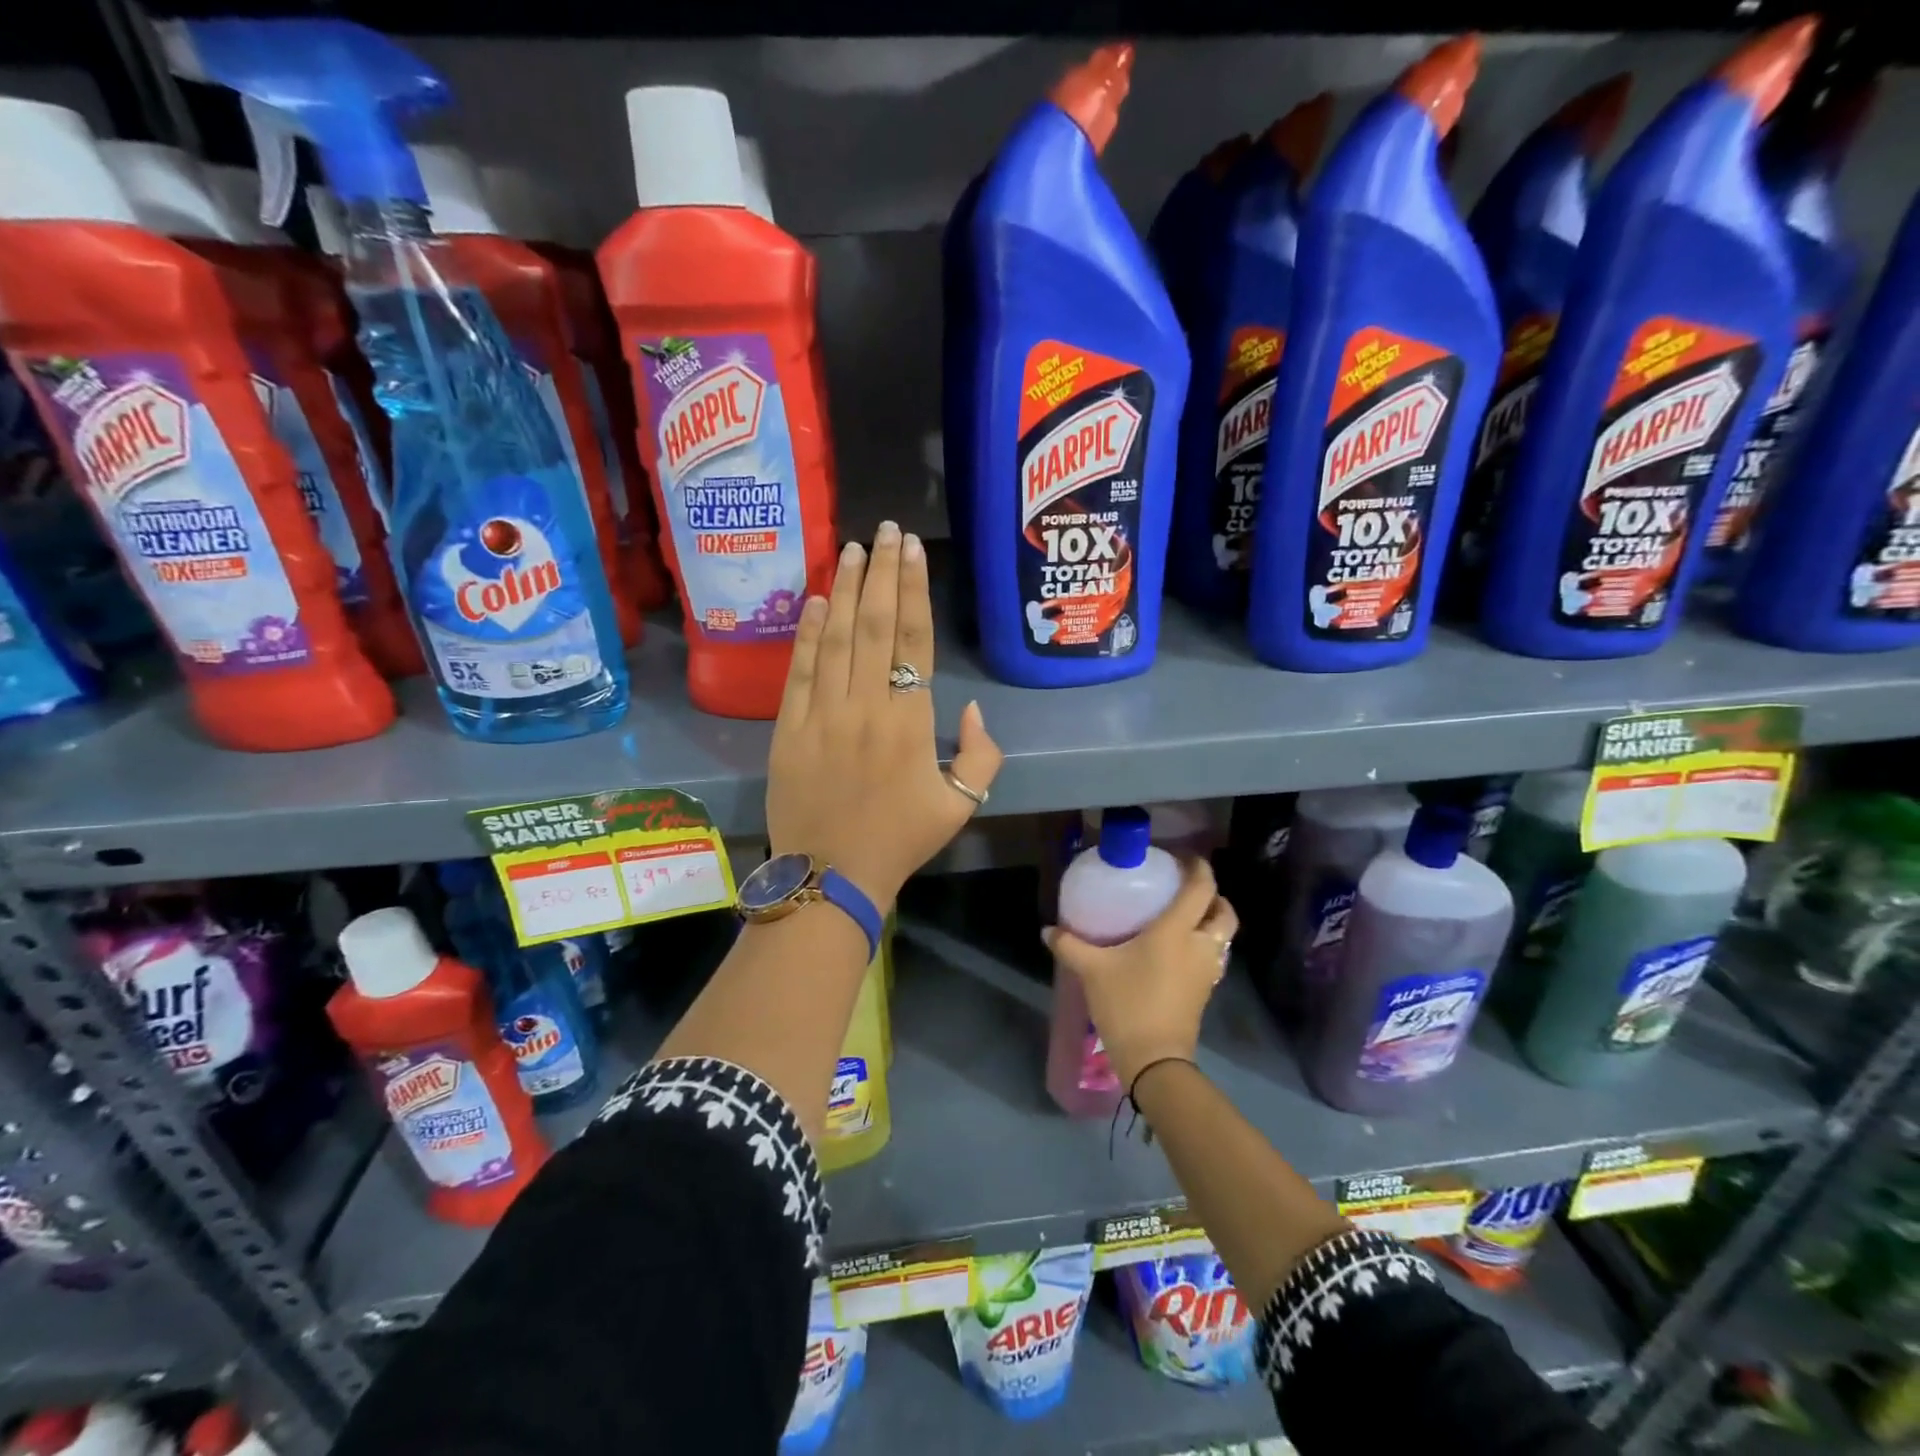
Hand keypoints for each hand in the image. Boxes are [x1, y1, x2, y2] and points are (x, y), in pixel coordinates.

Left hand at [766, 522, 1003, 909]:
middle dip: (881, 572)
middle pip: (874, 625)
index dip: (913, 590)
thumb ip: (981, 755)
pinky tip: (812, 601)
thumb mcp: (960, 806)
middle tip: (886, 530)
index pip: (913, 639)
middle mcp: (866, 705)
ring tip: (851, 549)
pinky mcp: (788, 728)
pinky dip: (806, 633)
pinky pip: (799, 670)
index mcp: (910, 721)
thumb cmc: (900, 840)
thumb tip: (971, 709)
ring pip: (834, 638)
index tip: (912, 550)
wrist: (831, 875)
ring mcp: (822, 714)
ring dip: (843, 589)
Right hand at [1043, 858, 1237, 1089]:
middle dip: (1213, 896)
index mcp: (1177, 930)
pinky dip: (1204, 945)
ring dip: (1211, 922)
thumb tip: (1047, 930)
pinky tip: (1178, 950)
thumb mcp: (1092, 971)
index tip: (1184, 858)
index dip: (1199, 868)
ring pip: (1223, 936)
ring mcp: (1207, 971)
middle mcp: (1199, 945)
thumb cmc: (1127, 1003)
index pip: (1201, 888)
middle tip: (1187, 890)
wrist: (1155, 1060)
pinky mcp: (1205, 991)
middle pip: (1224, 912)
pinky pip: (1214, 957)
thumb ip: (1070, 945)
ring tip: (1183, 918)